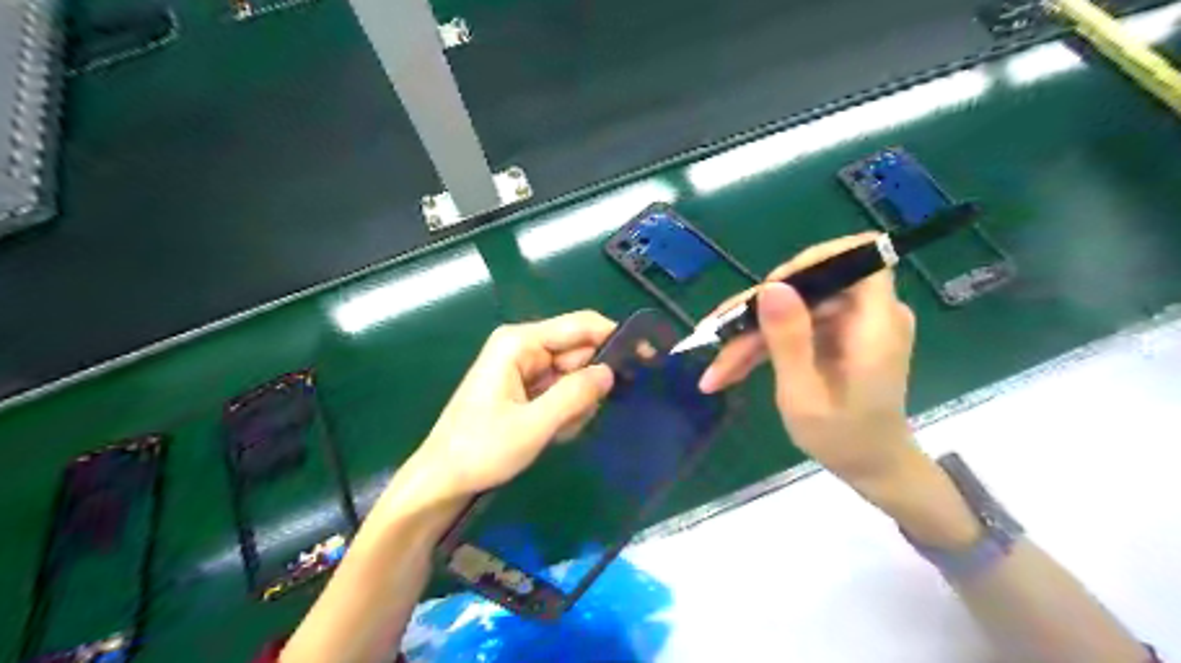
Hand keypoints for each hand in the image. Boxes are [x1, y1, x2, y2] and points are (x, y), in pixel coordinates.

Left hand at [410, 312, 618, 500]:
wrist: (442, 481)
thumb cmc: (480, 450)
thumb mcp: (533, 426)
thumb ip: (575, 395)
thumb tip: (611, 372)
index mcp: (520, 343)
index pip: (580, 326)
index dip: (615, 336)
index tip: (646, 356)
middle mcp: (523, 348)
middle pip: (578, 352)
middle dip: (589, 385)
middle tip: (583, 417)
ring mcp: (524, 368)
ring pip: (573, 376)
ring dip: (576, 404)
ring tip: (558, 431)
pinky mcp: (525, 388)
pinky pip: (561, 391)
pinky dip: (565, 412)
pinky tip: (552, 433)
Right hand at [695, 234, 915, 492]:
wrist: (872, 468)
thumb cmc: (844, 441)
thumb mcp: (805, 397)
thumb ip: (789, 341)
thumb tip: (770, 287)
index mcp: (876, 324)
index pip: (858, 257)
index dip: (812, 261)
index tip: (768, 290)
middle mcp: (868, 314)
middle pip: (808, 288)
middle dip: (758, 313)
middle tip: (717, 338)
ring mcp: (851, 324)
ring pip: (792, 309)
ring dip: (751, 336)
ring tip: (717, 370)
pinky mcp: (836, 335)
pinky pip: (795, 327)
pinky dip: (763, 346)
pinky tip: (730, 371)